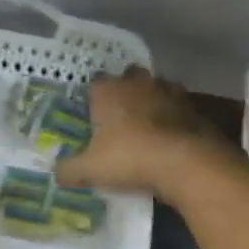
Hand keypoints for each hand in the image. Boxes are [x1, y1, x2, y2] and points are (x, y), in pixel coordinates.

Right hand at [56, 66, 240, 201]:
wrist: (185, 162)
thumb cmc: (130, 158)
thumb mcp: (91, 169)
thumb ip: (69, 169)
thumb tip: (56, 172)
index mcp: (108, 91)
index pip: (95, 82)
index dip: (94, 96)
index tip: (93, 113)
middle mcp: (136, 83)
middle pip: (128, 76)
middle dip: (125, 89)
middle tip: (121, 114)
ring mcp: (167, 91)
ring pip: (156, 87)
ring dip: (152, 99)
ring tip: (148, 123)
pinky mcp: (192, 106)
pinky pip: (179, 105)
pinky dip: (175, 115)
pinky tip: (172, 135)